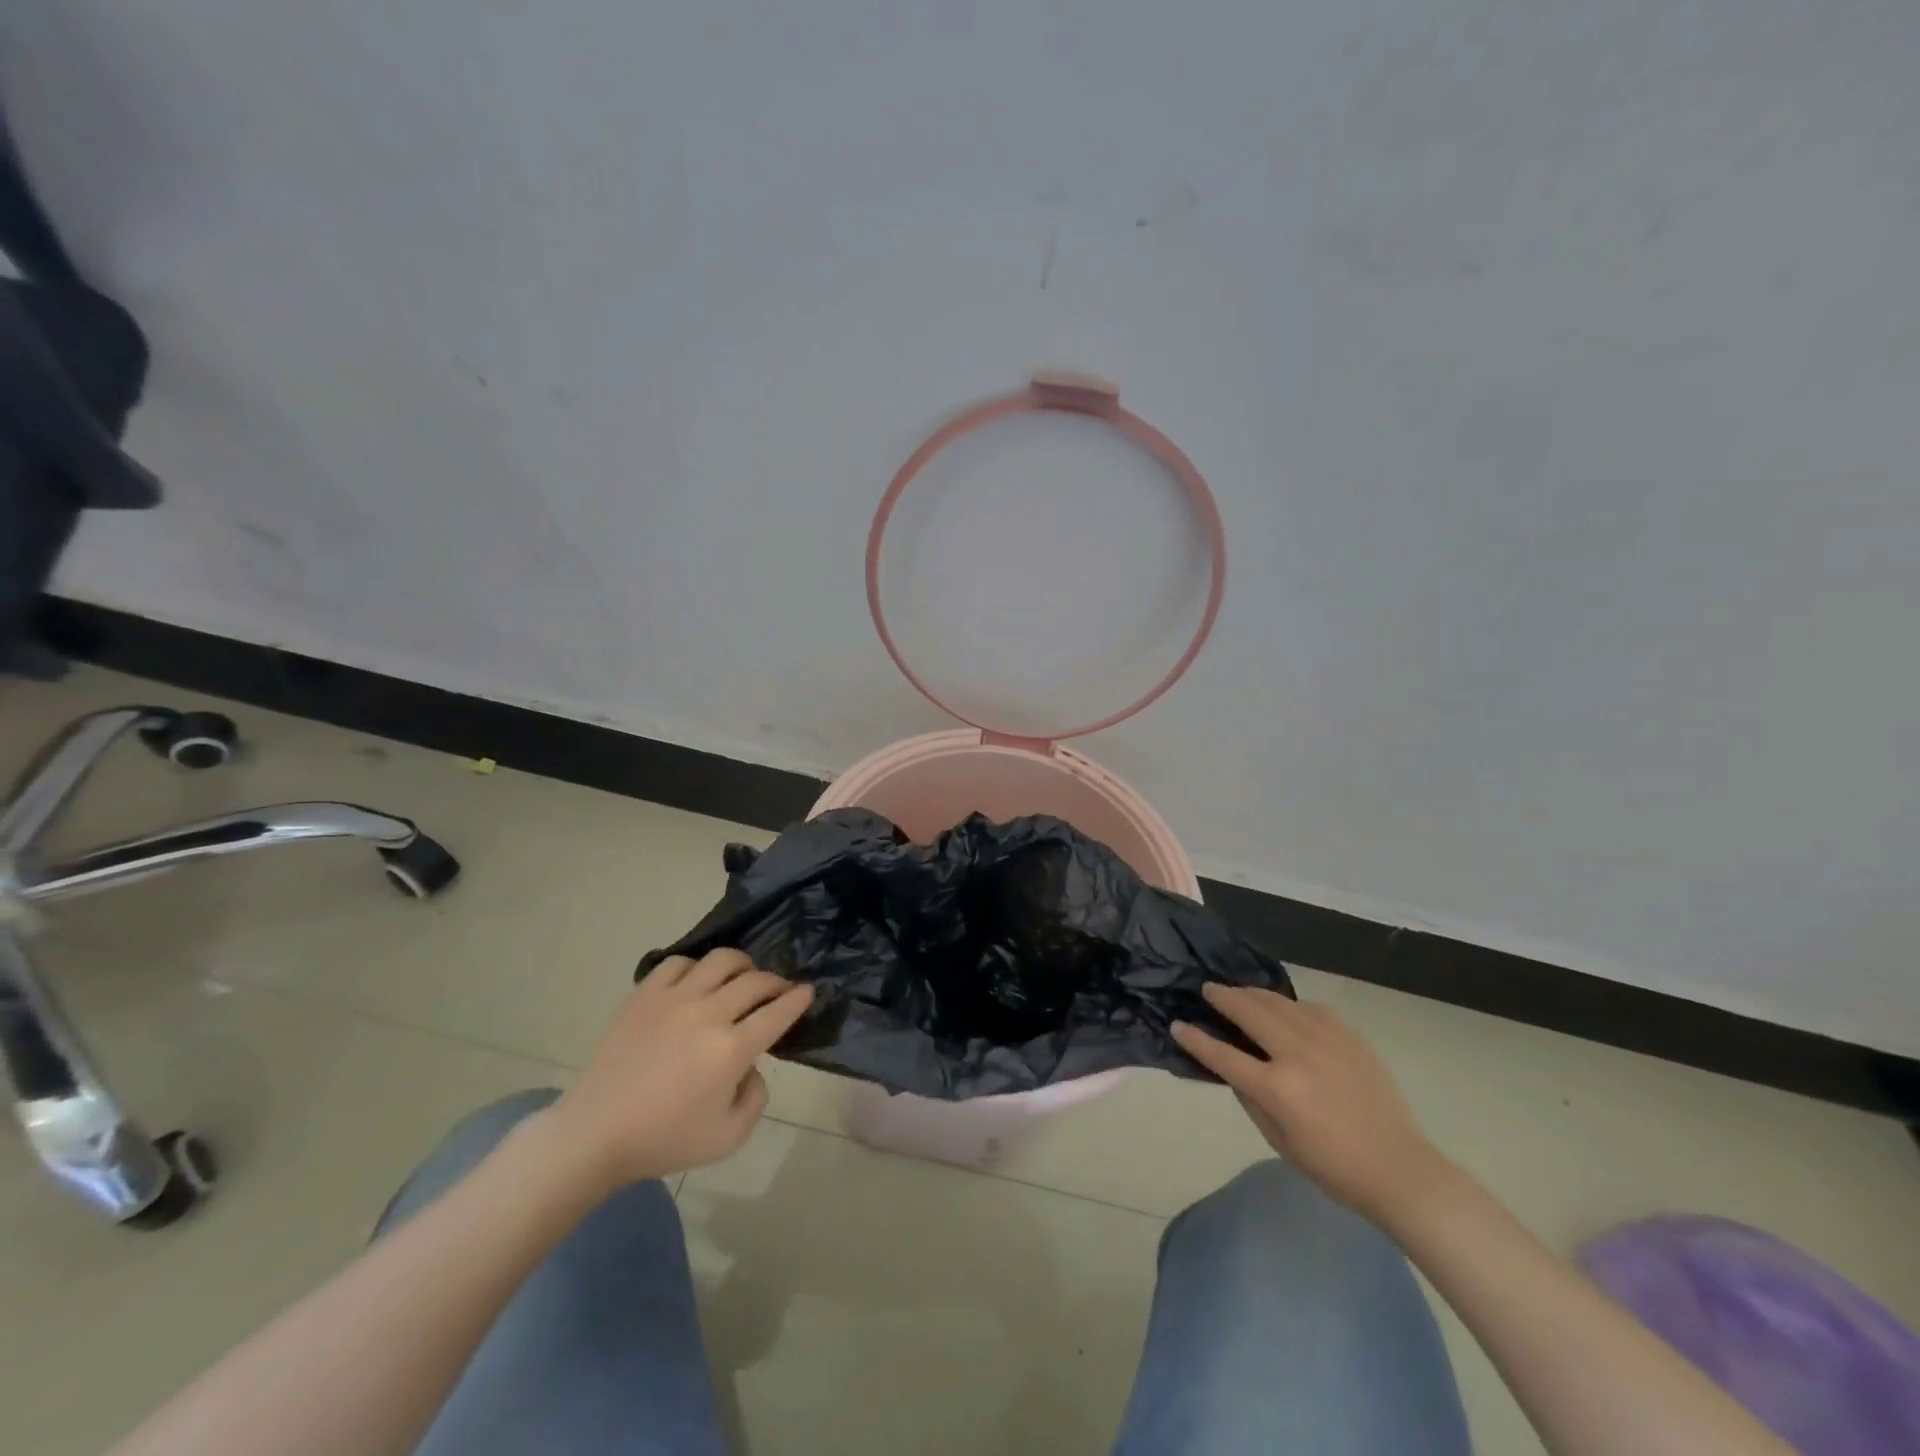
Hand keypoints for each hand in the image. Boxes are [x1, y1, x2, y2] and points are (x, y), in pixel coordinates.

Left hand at [545, 949, 812, 1192]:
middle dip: (776, 982)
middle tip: (779, 991)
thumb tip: (751, 1065)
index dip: (799, 998)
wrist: (595, 1135)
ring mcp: (673, 999)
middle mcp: (708, 1014)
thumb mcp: (729, 1138)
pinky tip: (697, 983)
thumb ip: (756, 1097)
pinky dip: (696, 967)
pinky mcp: (644, 994)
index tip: (808, 990)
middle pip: (755, 981)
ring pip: (721, 960)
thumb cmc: (664, 1140)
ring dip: (742, 965)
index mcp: (731, 1050)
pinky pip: (678, 962)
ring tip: (742, 976)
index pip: (778, 1011)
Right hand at [1173, 985, 1455, 1224]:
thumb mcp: (1278, 1140)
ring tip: (1239, 993)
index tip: (1178, 1025)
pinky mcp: (1350, 1036)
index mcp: (1278, 1088)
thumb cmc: (1332, 1167)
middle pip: (1250, 1012)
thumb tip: (1233, 1066)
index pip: (1223, 1055)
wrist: (1400, 1169)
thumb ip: (1250, 1097)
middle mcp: (1298, 1054)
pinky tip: (1285, 1011)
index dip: (1196, 1040)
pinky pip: (1310, 1009)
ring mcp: (1327, 1040)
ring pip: (1279, 1003)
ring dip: (1253, 994)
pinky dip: (1290, 1006)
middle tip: (1208, 990)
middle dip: (1224, 998)